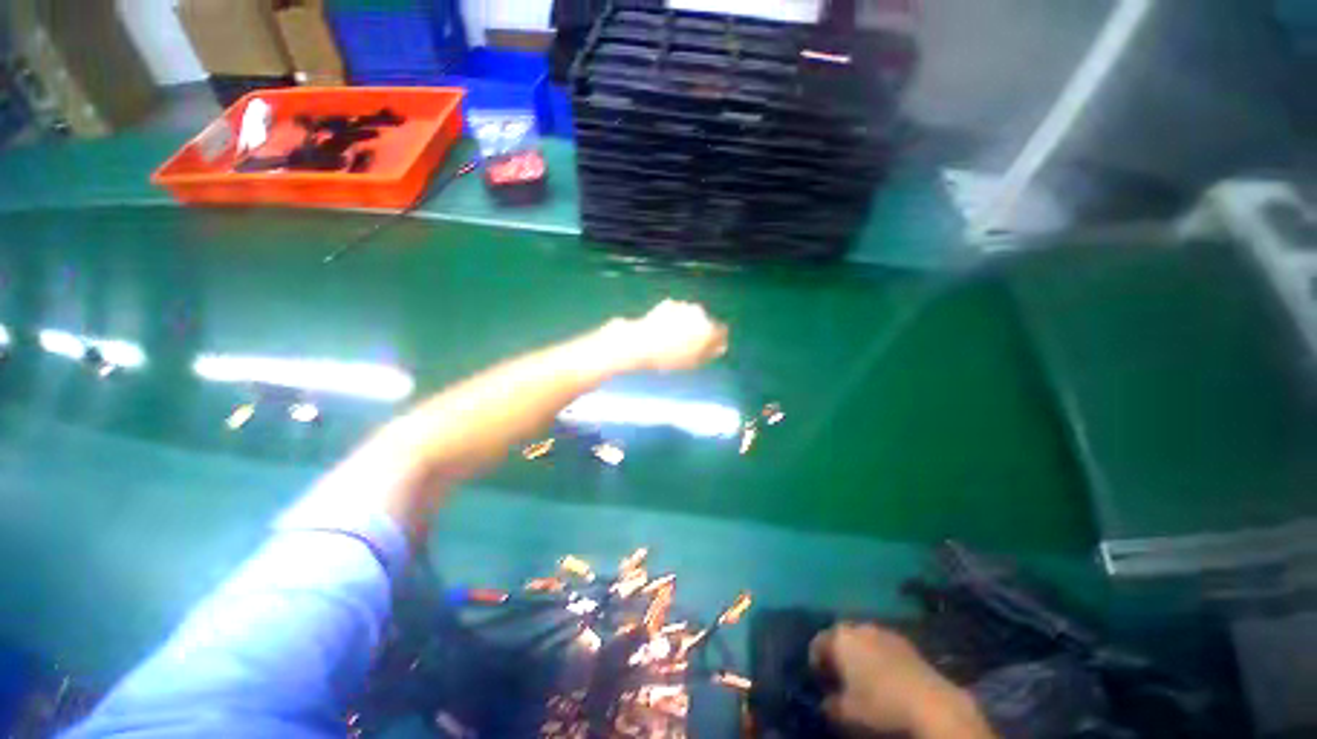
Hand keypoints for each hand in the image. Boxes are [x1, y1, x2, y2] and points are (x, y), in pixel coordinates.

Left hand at [609, 300, 727, 371]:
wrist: (640, 343)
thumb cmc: (668, 357)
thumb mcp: (692, 361)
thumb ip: (710, 353)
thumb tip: (721, 347)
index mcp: (708, 328)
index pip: (721, 332)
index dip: (716, 341)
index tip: (708, 349)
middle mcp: (699, 313)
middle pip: (706, 322)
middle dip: (700, 331)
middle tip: (687, 346)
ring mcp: (683, 306)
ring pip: (691, 317)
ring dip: (686, 325)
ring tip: (672, 340)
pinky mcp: (669, 304)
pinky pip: (677, 313)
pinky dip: (674, 320)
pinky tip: (663, 331)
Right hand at [811, 623, 977, 735]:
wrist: (931, 703)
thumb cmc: (880, 704)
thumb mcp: (846, 713)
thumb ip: (830, 705)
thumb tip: (826, 702)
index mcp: (839, 637)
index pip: (817, 644)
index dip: (816, 664)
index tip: (821, 684)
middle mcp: (858, 626)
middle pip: (840, 638)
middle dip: (838, 656)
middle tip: (840, 680)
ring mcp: (884, 631)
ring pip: (863, 641)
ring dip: (860, 655)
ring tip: (865, 679)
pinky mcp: (906, 642)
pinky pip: (883, 647)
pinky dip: (880, 659)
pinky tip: (887, 679)